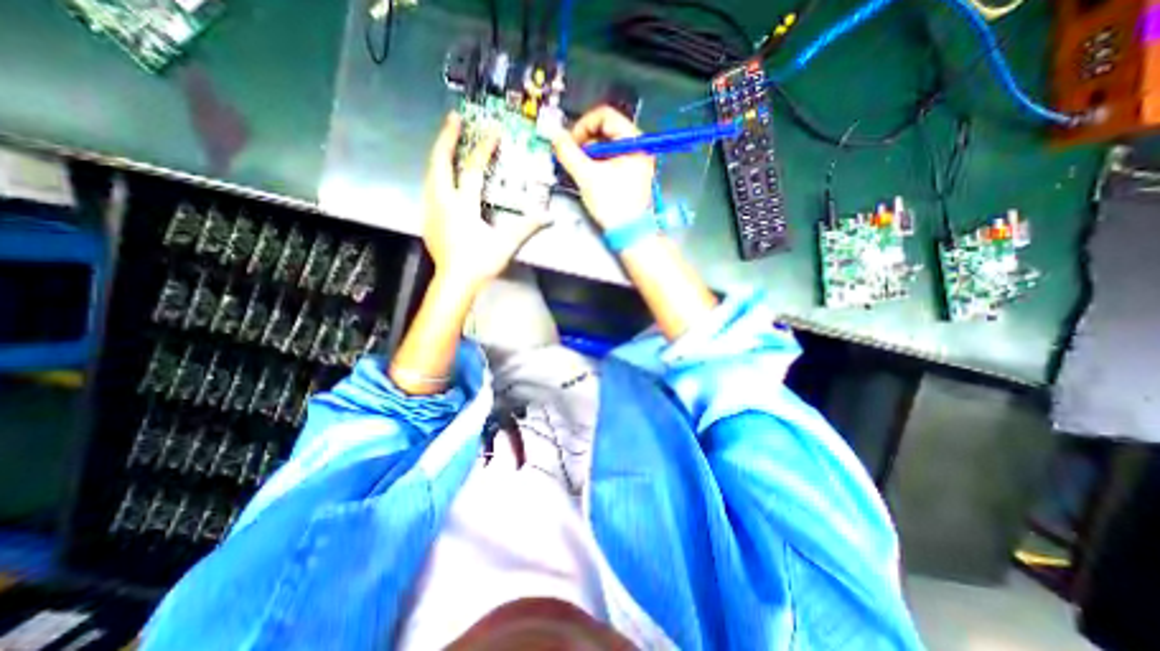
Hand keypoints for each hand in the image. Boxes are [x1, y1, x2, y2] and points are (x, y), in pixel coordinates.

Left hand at [425, 111, 545, 288]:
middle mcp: (443, 202)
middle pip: (440, 162)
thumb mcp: (505, 244)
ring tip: (447, 142)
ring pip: (431, 173)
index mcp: (462, 206)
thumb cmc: (479, 263)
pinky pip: (430, 188)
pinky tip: (443, 177)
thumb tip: (547, 216)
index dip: (484, 148)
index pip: (473, 169)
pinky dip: (437, 174)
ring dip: (439, 155)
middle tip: (453, 119)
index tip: (492, 130)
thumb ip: (525, 227)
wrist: (454, 283)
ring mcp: (432, 210)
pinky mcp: (429, 220)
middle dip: (446, 138)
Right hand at [550, 104, 655, 229]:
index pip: (605, 115)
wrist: (630, 233)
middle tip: (572, 158)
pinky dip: (597, 164)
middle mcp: (638, 146)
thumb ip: (569, 153)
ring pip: (606, 146)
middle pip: (605, 130)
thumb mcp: (587, 176)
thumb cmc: (613, 204)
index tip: (570, 143)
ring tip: (580, 170)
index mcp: (634, 140)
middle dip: (585, 142)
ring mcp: (636, 160)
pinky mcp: (631, 173)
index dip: (583, 125)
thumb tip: (555, 136)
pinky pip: (610, 159)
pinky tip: (589, 176)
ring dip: (589, 155)